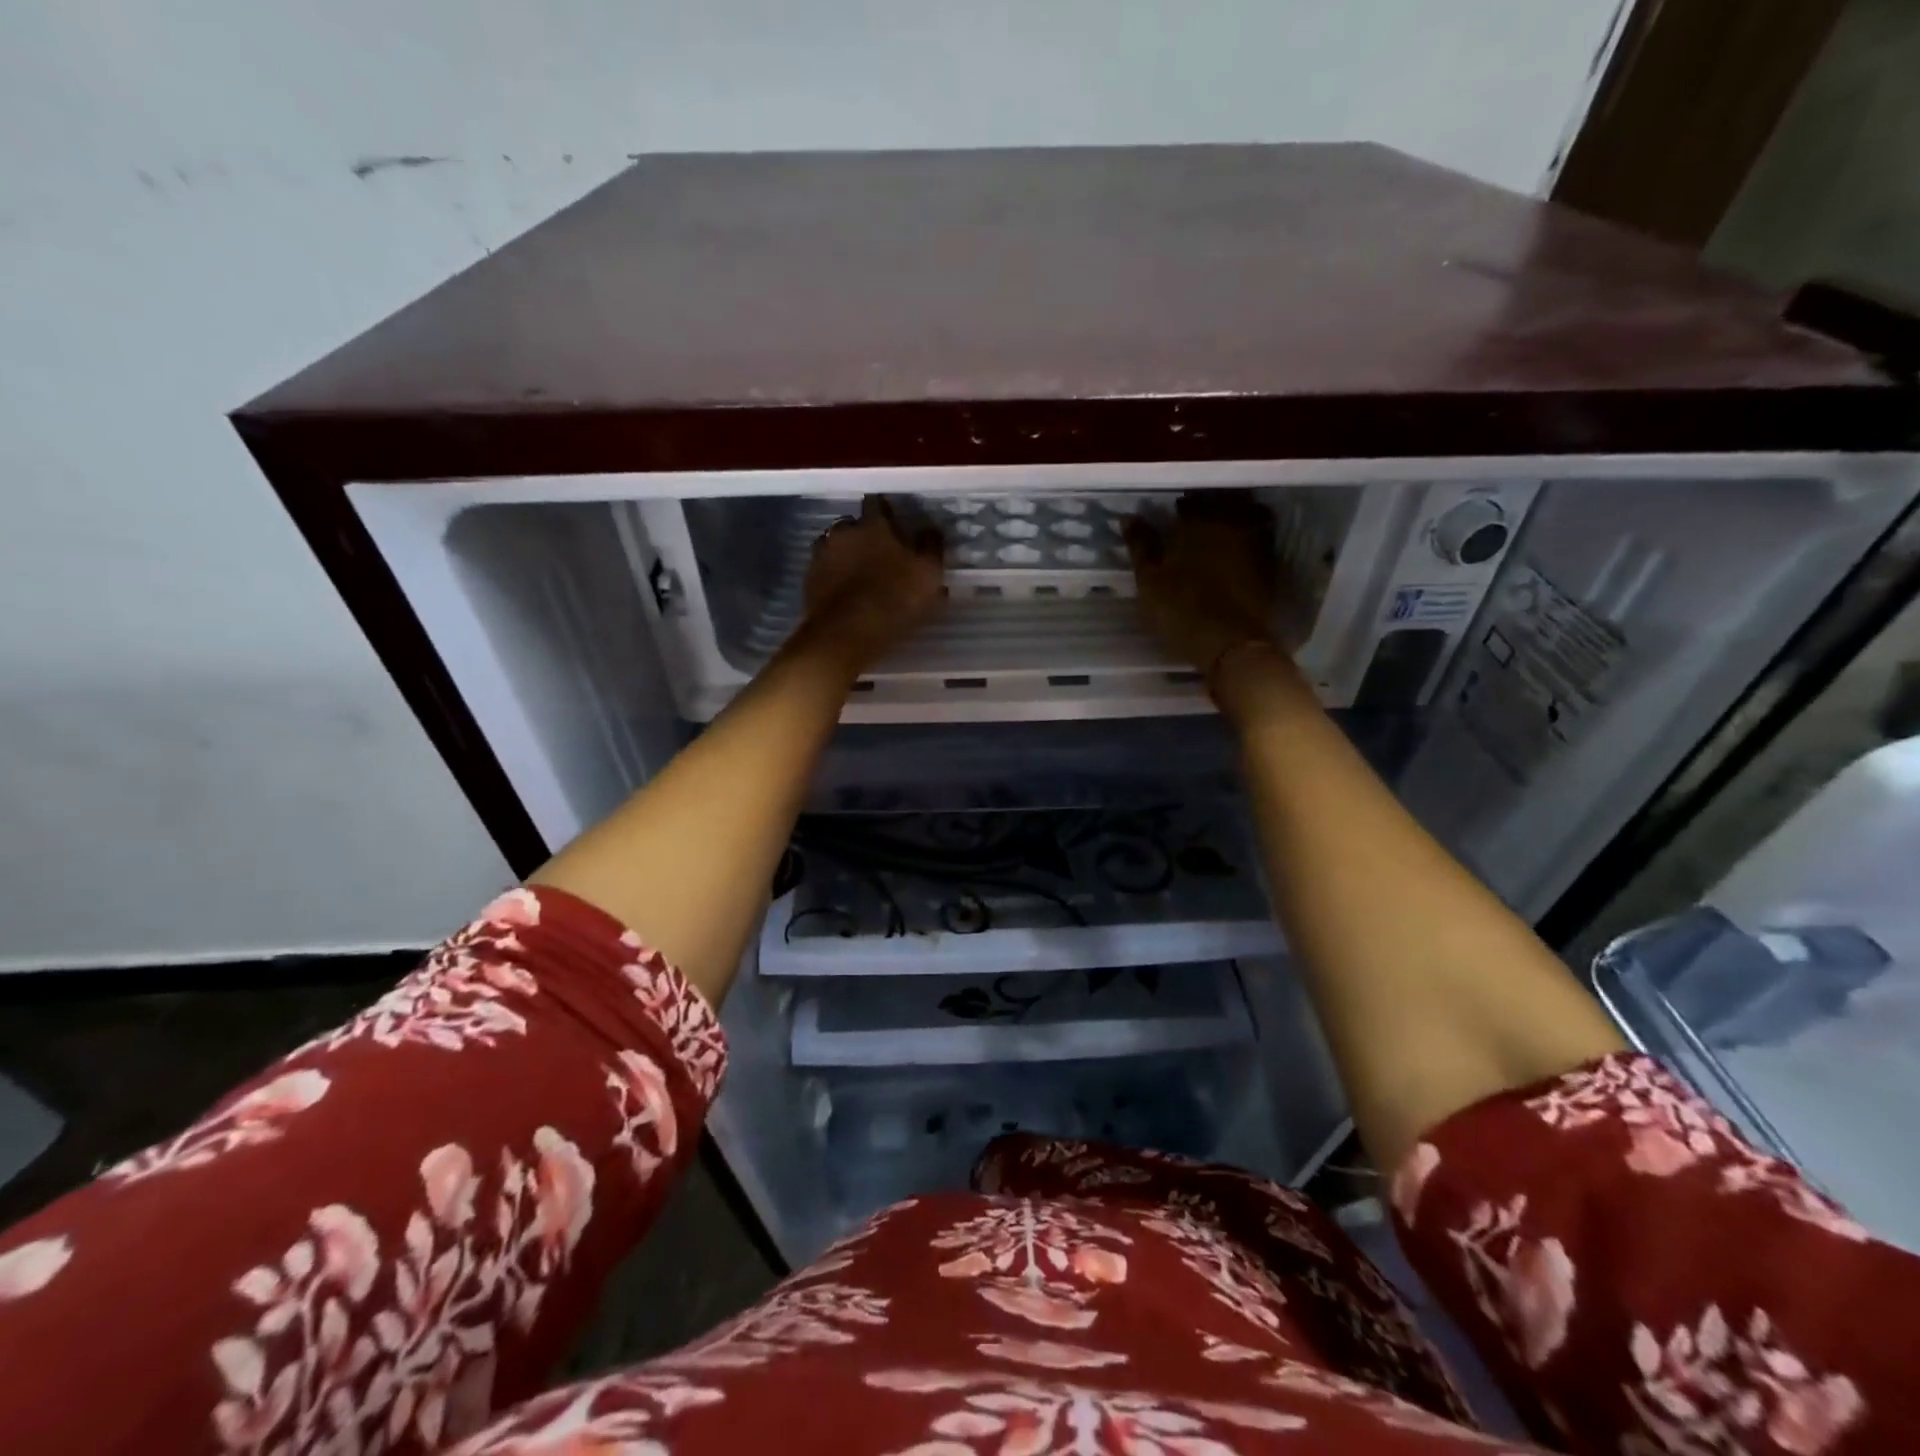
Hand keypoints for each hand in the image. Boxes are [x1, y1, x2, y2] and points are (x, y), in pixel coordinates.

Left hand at [801, 496, 945, 672]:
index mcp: (874, 524)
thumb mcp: (928, 573)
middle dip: (863, 534)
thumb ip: (931, 547)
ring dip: (844, 555)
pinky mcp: (809, 581)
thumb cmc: (895, 599)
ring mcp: (821, 555)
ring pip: (834, 546)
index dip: (886, 512)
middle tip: (877, 553)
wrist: (846, 634)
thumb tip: (930, 530)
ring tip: (858, 575)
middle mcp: (843, 532)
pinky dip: (832, 577)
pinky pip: (823, 571)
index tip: (895, 524)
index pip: (877, 503)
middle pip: (852, 524)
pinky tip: (844, 593)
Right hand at [1124, 493, 1285, 679]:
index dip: (1177, 509)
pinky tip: (1230, 556)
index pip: (1188, 502)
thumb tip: (1129, 517)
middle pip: (1221, 504)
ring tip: (1212, 538)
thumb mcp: (1149, 580)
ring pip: (1244, 518)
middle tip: (1191, 524)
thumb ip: (1141, 546)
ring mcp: (1255, 544)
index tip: (1169, 518)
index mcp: (1198, 522)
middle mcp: (1230, 523)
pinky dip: (1243, 543)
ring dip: (1229, 521)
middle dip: (1206, 509)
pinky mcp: (1268, 566)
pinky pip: (1256, 540)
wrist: (1231, 644)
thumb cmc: (1181, 609)